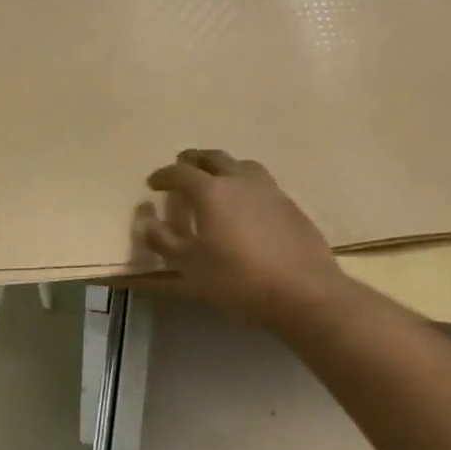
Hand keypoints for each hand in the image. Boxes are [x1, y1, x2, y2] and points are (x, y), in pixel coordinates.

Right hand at [134, 150, 344, 328]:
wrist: (303, 291)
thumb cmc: (237, 279)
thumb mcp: (190, 265)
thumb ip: (164, 241)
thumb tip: (147, 222)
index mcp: (211, 191)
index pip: (180, 173)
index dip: (164, 176)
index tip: (153, 183)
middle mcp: (240, 180)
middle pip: (213, 158)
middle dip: (194, 160)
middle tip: (183, 168)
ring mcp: (270, 190)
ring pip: (242, 165)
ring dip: (224, 167)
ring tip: (217, 180)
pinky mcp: (291, 206)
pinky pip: (263, 184)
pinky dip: (246, 185)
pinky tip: (247, 205)